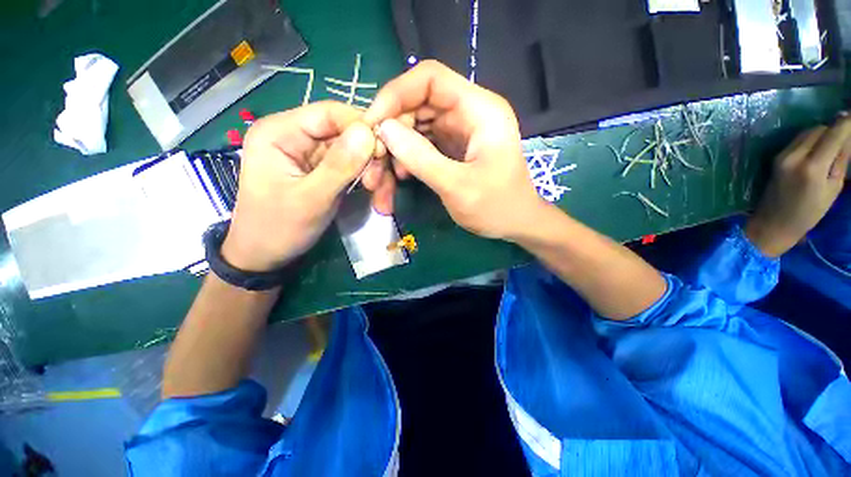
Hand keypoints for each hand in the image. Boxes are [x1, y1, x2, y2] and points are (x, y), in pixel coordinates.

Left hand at [221, 102, 375, 271]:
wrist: (266, 254)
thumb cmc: (278, 228)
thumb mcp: (310, 199)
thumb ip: (339, 166)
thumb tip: (369, 132)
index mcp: (280, 132)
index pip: (330, 113)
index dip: (362, 127)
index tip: (385, 153)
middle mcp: (297, 136)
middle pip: (348, 133)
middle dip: (371, 159)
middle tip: (379, 186)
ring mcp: (313, 154)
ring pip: (357, 152)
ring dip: (374, 174)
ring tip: (381, 199)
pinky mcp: (325, 170)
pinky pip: (355, 167)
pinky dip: (370, 182)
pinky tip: (378, 199)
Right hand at [362, 60, 544, 239]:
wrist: (516, 224)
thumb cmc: (496, 207)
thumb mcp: (457, 186)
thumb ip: (421, 158)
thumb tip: (383, 130)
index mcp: (480, 110)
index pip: (430, 79)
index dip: (395, 95)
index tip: (372, 124)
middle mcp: (468, 113)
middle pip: (417, 104)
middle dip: (391, 130)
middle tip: (373, 160)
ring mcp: (459, 130)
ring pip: (415, 126)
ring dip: (395, 149)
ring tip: (382, 177)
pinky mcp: (452, 147)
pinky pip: (421, 144)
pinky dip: (406, 158)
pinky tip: (399, 177)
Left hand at [745, 117, 850, 256]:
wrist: (773, 222)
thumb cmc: (809, 213)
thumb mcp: (833, 188)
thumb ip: (840, 160)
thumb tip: (846, 136)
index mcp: (812, 167)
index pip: (833, 134)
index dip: (846, 123)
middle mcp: (795, 156)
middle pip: (820, 129)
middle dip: (834, 131)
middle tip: (843, 142)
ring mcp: (782, 155)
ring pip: (808, 132)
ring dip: (822, 135)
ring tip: (830, 150)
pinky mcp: (776, 157)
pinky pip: (798, 140)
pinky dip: (810, 140)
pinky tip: (817, 152)